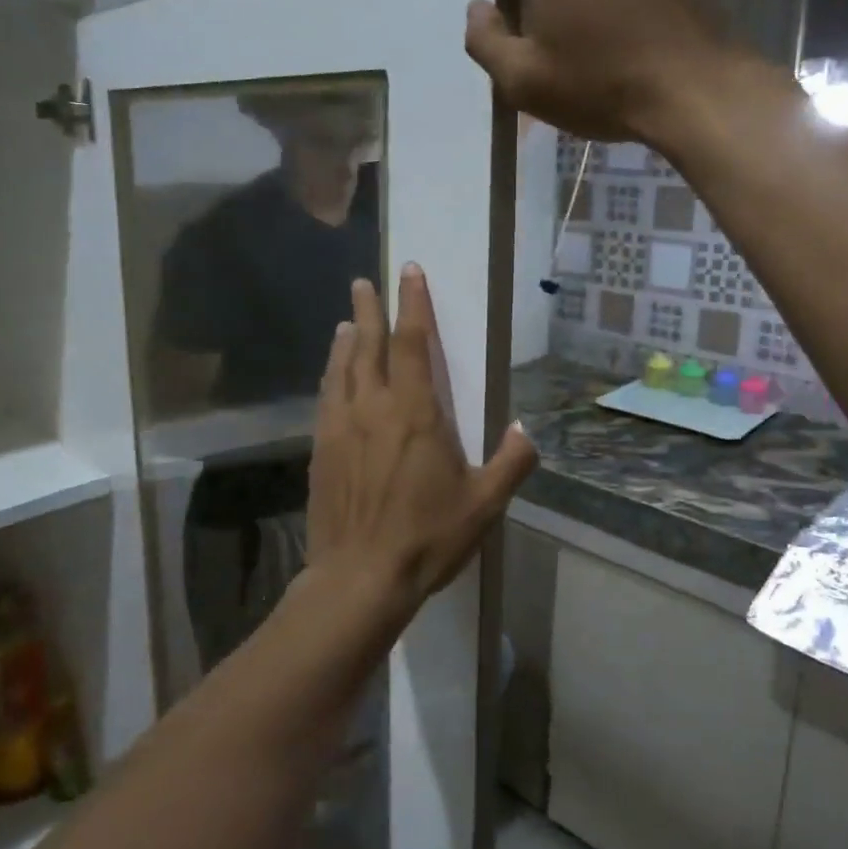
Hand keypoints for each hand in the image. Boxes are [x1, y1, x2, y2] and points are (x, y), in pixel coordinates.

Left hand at [307, 268, 538, 612]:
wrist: (359, 577)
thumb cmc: (426, 537)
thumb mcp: (483, 505)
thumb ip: (510, 463)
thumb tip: (526, 431)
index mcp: (414, 412)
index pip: (413, 342)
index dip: (413, 303)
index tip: (410, 271)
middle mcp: (373, 407)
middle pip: (368, 345)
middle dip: (369, 309)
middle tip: (364, 282)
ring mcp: (340, 427)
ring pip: (341, 369)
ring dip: (346, 340)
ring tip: (346, 322)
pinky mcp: (321, 450)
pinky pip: (325, 398)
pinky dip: (331, 376)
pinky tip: (332, 377)